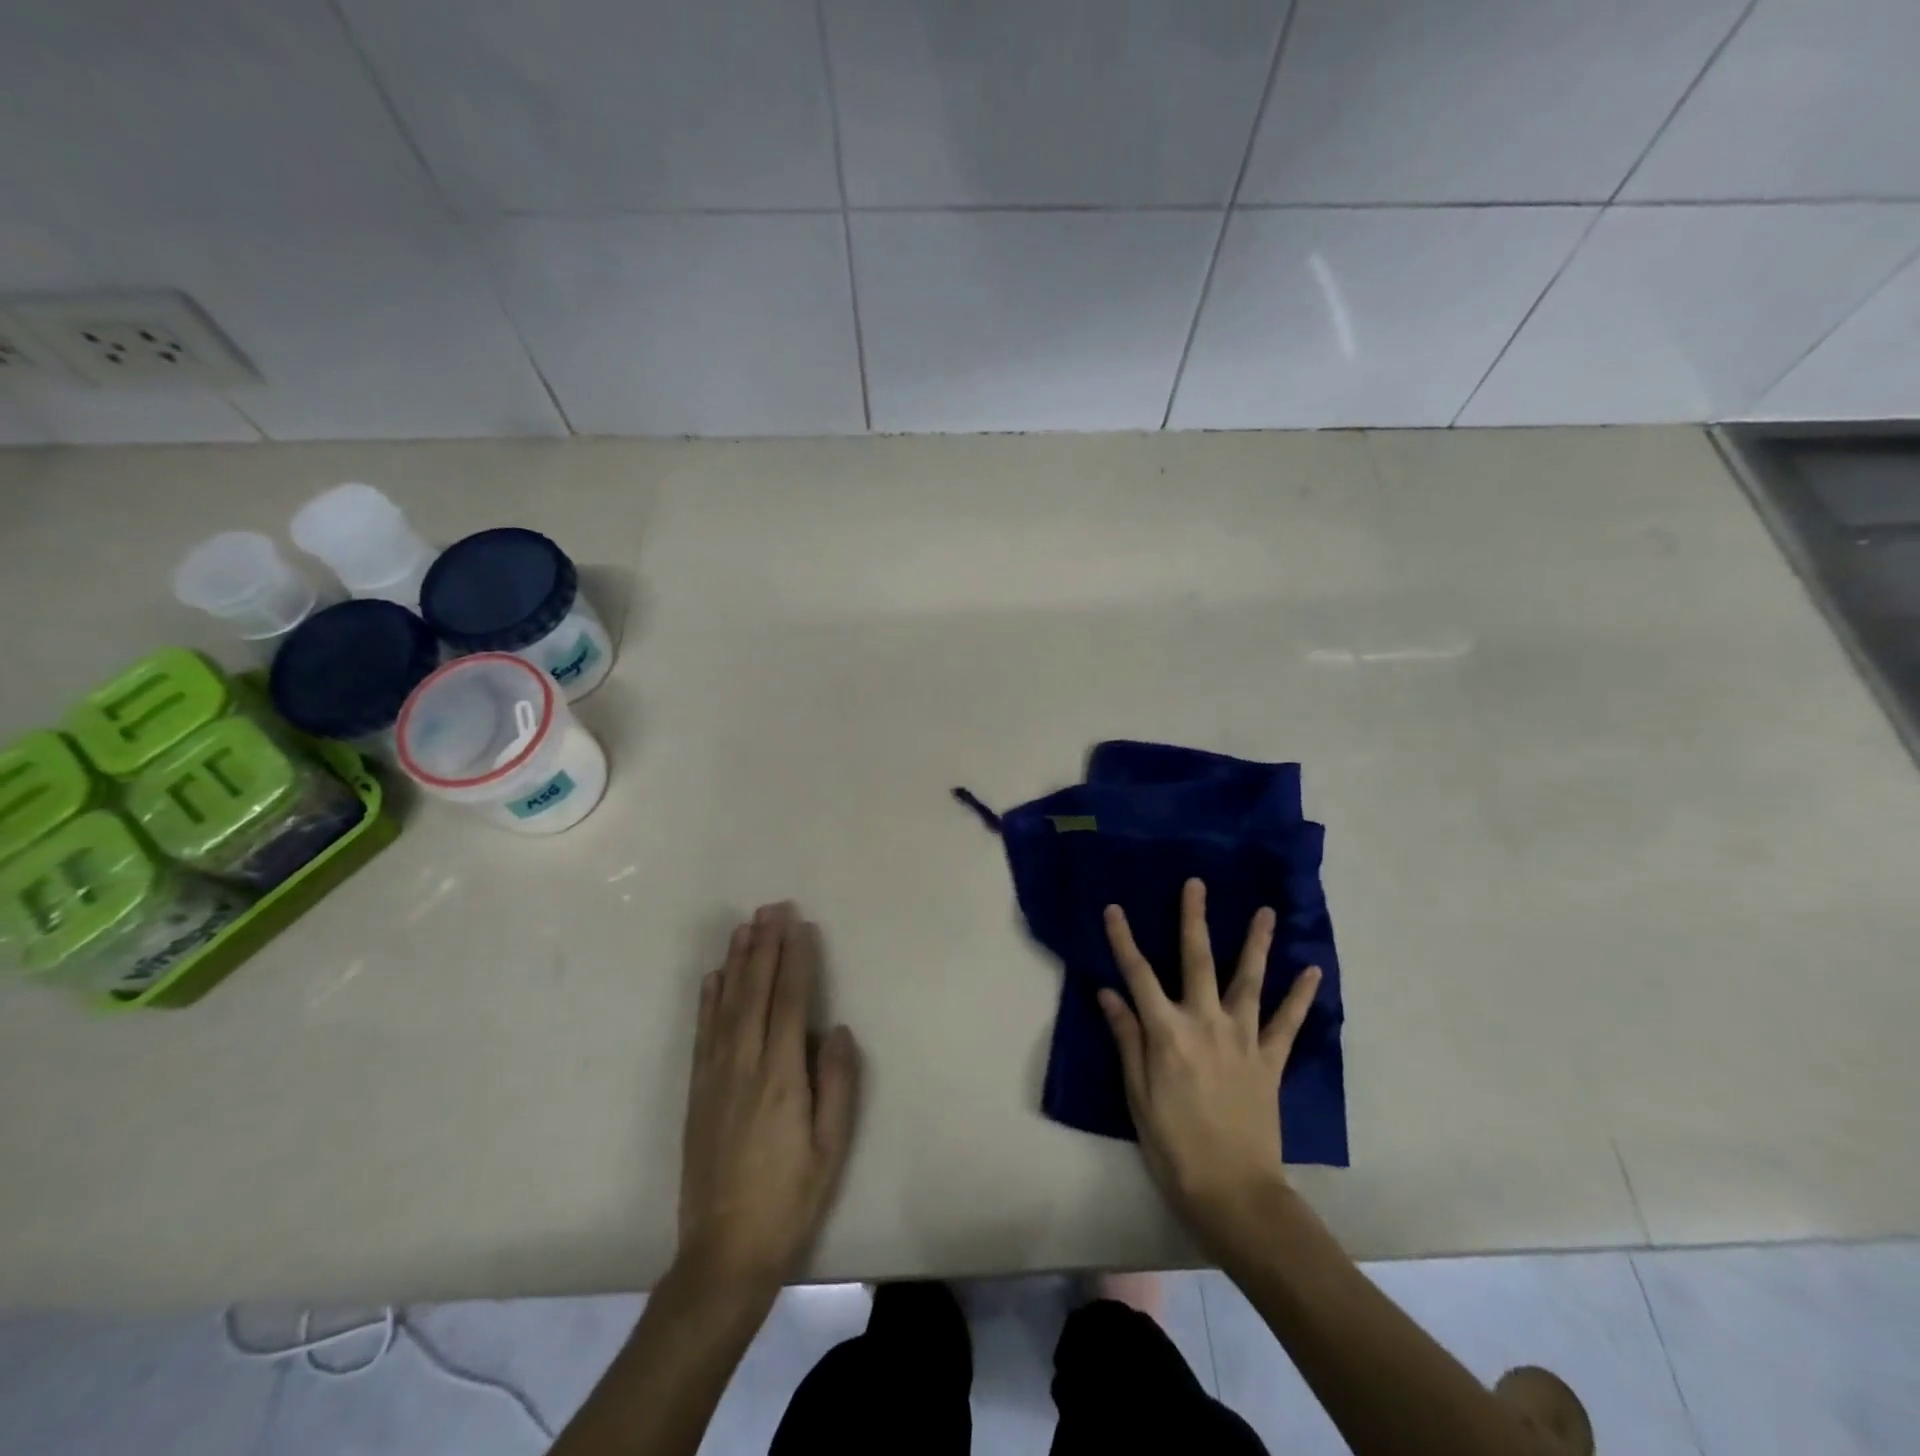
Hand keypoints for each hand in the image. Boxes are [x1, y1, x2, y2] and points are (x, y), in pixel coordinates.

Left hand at [677, 903, 859, 1293]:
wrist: (724, 1252)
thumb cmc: (790, 1198)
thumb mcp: (831, 1147)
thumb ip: (838, 1084)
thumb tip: (838, 1029)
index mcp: (781, 1077)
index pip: (789, 1003)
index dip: (796, 961)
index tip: (801, 926)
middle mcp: (744, 1065)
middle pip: (755, 992)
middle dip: (765, 946)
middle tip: (773, 908)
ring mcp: (715, 1076)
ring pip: (725, 1004)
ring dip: (736, 962)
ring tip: (745, 927)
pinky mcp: (698, 1090)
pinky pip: (703, 1032)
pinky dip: (708, 998)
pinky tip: (713, 977)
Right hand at [1098, 878, 1321, 1261]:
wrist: (1234, 1192)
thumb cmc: (1173, 1146)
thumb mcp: (1137, 1095)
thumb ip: (1126, 1039)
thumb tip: (1108, 993)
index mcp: (1167, 1032)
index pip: (1138, 975)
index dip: (1123, 939)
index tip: (1114, 908)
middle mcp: (1205, 1023)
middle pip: (1197, 960)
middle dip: (1194, 919)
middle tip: (1197, 883)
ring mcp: (1243, 1039)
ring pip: (1248, 980)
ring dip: (1257, 943)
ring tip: (1266, 912)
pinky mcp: (1270, 1060)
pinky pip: (1287, 1023)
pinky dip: (1301, 996)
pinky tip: (1312, 970)